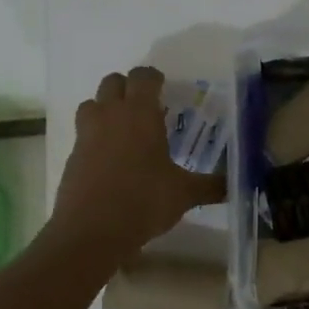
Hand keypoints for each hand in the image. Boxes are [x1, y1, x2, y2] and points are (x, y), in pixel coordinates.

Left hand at [51, 66, 225, 258]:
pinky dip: (96, 137)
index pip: (144, 77)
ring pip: (92, 104)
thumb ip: (211, 185)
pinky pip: (83, 134)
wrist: (91, 232)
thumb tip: (236, 184)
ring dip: (106, 108)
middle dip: (128, 88)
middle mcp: (110, 116)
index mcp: (140, 114)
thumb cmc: (143, 201)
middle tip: (146, 107)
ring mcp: (87, 135)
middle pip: (112, 82)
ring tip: (125, 129)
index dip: (154, 78)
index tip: (165, 88)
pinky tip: (112, 160)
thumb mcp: (184, 193)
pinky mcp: (72, 157)